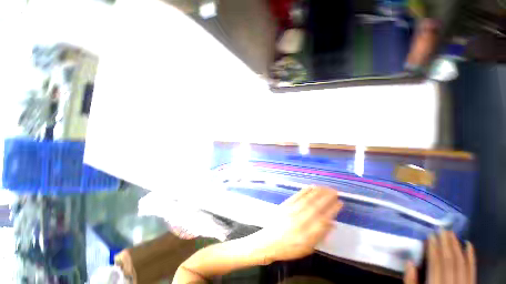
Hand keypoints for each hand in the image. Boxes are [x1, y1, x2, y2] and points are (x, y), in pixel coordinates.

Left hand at [253, 186, 342, 263]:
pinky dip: (305, 190)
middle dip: (327, 197)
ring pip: (306, 199)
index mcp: (306, 234)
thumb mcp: (307, 248)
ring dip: (317, 192)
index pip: (323, 219)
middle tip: (335, 191)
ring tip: (325, 187)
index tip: (340, 202)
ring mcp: (291, 210)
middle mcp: (299, 220)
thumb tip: (332, 223)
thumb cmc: (289, 248)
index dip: (333, 210)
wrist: (268, 241)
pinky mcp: (285, 205)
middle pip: (315, 206)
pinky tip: (310, 187)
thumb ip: (319, 235)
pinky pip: (297, 196)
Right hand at [404, 230, 475, 283]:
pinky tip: (469, 245)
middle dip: (446, 243)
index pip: (436, 263)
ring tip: (452, 233)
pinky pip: (472, 270)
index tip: (431, 235)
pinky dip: (471, 257)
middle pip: (449, 261)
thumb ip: (411, 282)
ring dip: (457, 246)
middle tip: (442, 228)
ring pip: (461, 262)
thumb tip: (409, 262)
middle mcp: (451, 283)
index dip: (433, 248)